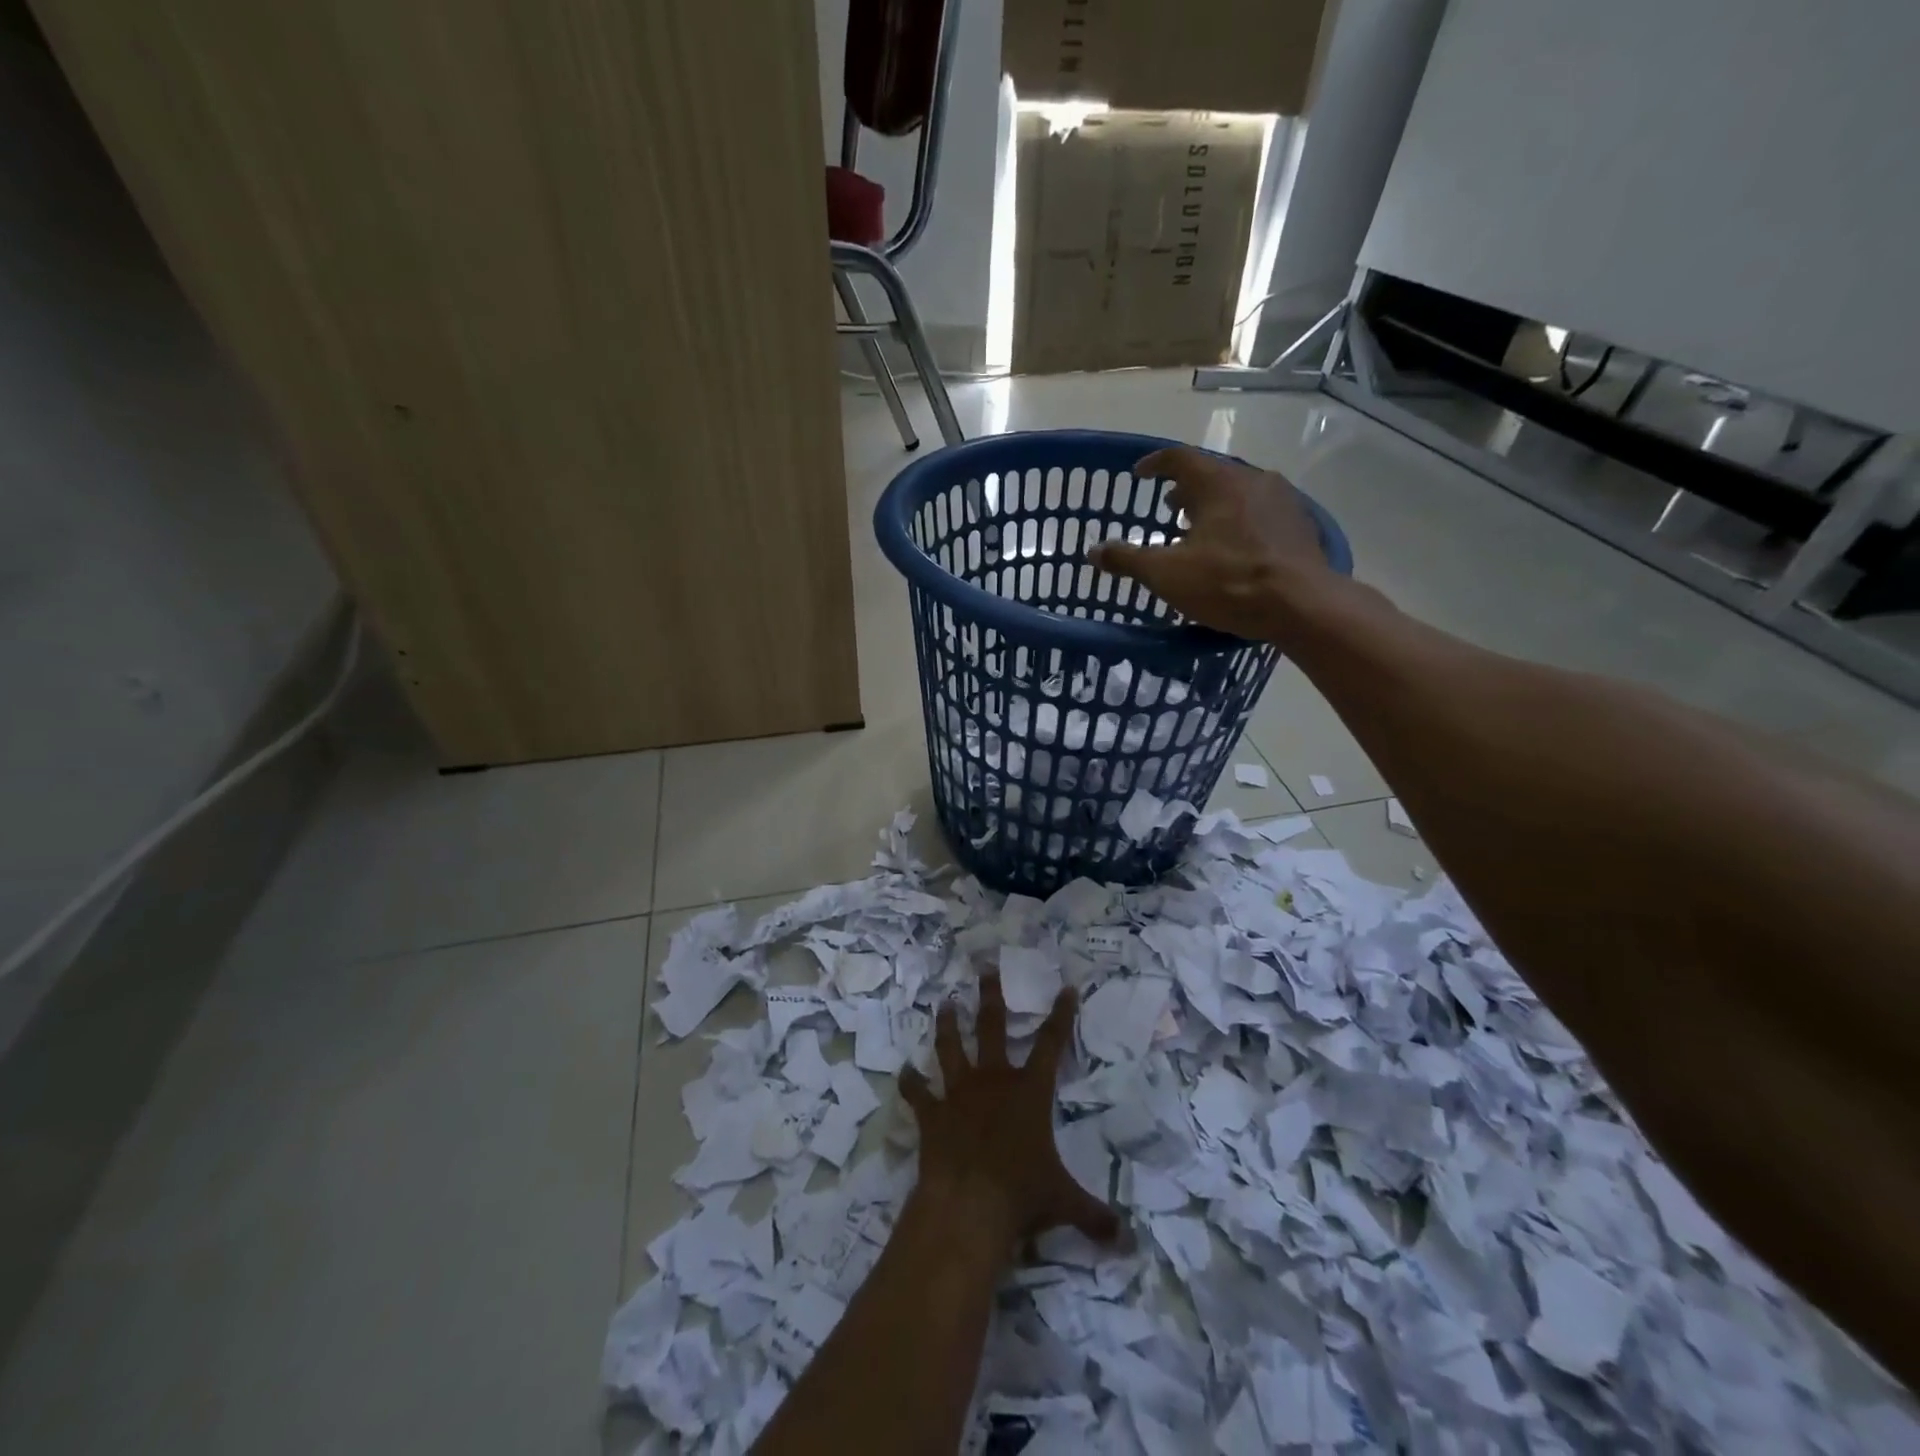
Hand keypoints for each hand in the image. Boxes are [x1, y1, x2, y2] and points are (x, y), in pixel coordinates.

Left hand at [899, 973, 1120, 1254]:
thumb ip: (1095, 1216)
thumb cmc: (1021, 1195)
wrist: (968, 1205)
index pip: (1051, 1044)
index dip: (1061, 1015)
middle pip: (993, 1028)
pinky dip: (911, 1083)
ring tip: (945, 1004)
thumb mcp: (1065, 1203)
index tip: (1066, 987)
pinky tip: (904, 1072)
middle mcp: (994, 1081)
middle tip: (986, 967)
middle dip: (991, 995)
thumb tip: (1127, 1241)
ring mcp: (959, 1093)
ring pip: (952, 1048)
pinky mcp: (933, 1114)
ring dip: (948, 1026)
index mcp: (1029, 1091)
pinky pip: (919, 1094)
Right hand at [1090, 446, 1339, 640]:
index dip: (1155, 465)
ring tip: (1198, 529)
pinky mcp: (1299, 527)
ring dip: (1214, 506)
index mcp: (1218, 482)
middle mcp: (1253, 480)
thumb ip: (1128, 560)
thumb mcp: (1167, 574)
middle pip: (1212, 474)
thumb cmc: (1228, 582)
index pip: (1179, 458)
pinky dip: (1239, 523)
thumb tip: (1094, 551)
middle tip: (1169, 508)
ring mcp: (1282, 502)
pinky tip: (1233, 549)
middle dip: (1186, 490)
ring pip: (1239, 494)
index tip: (1139, 475)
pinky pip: (1260, 514)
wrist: (1302, 605)